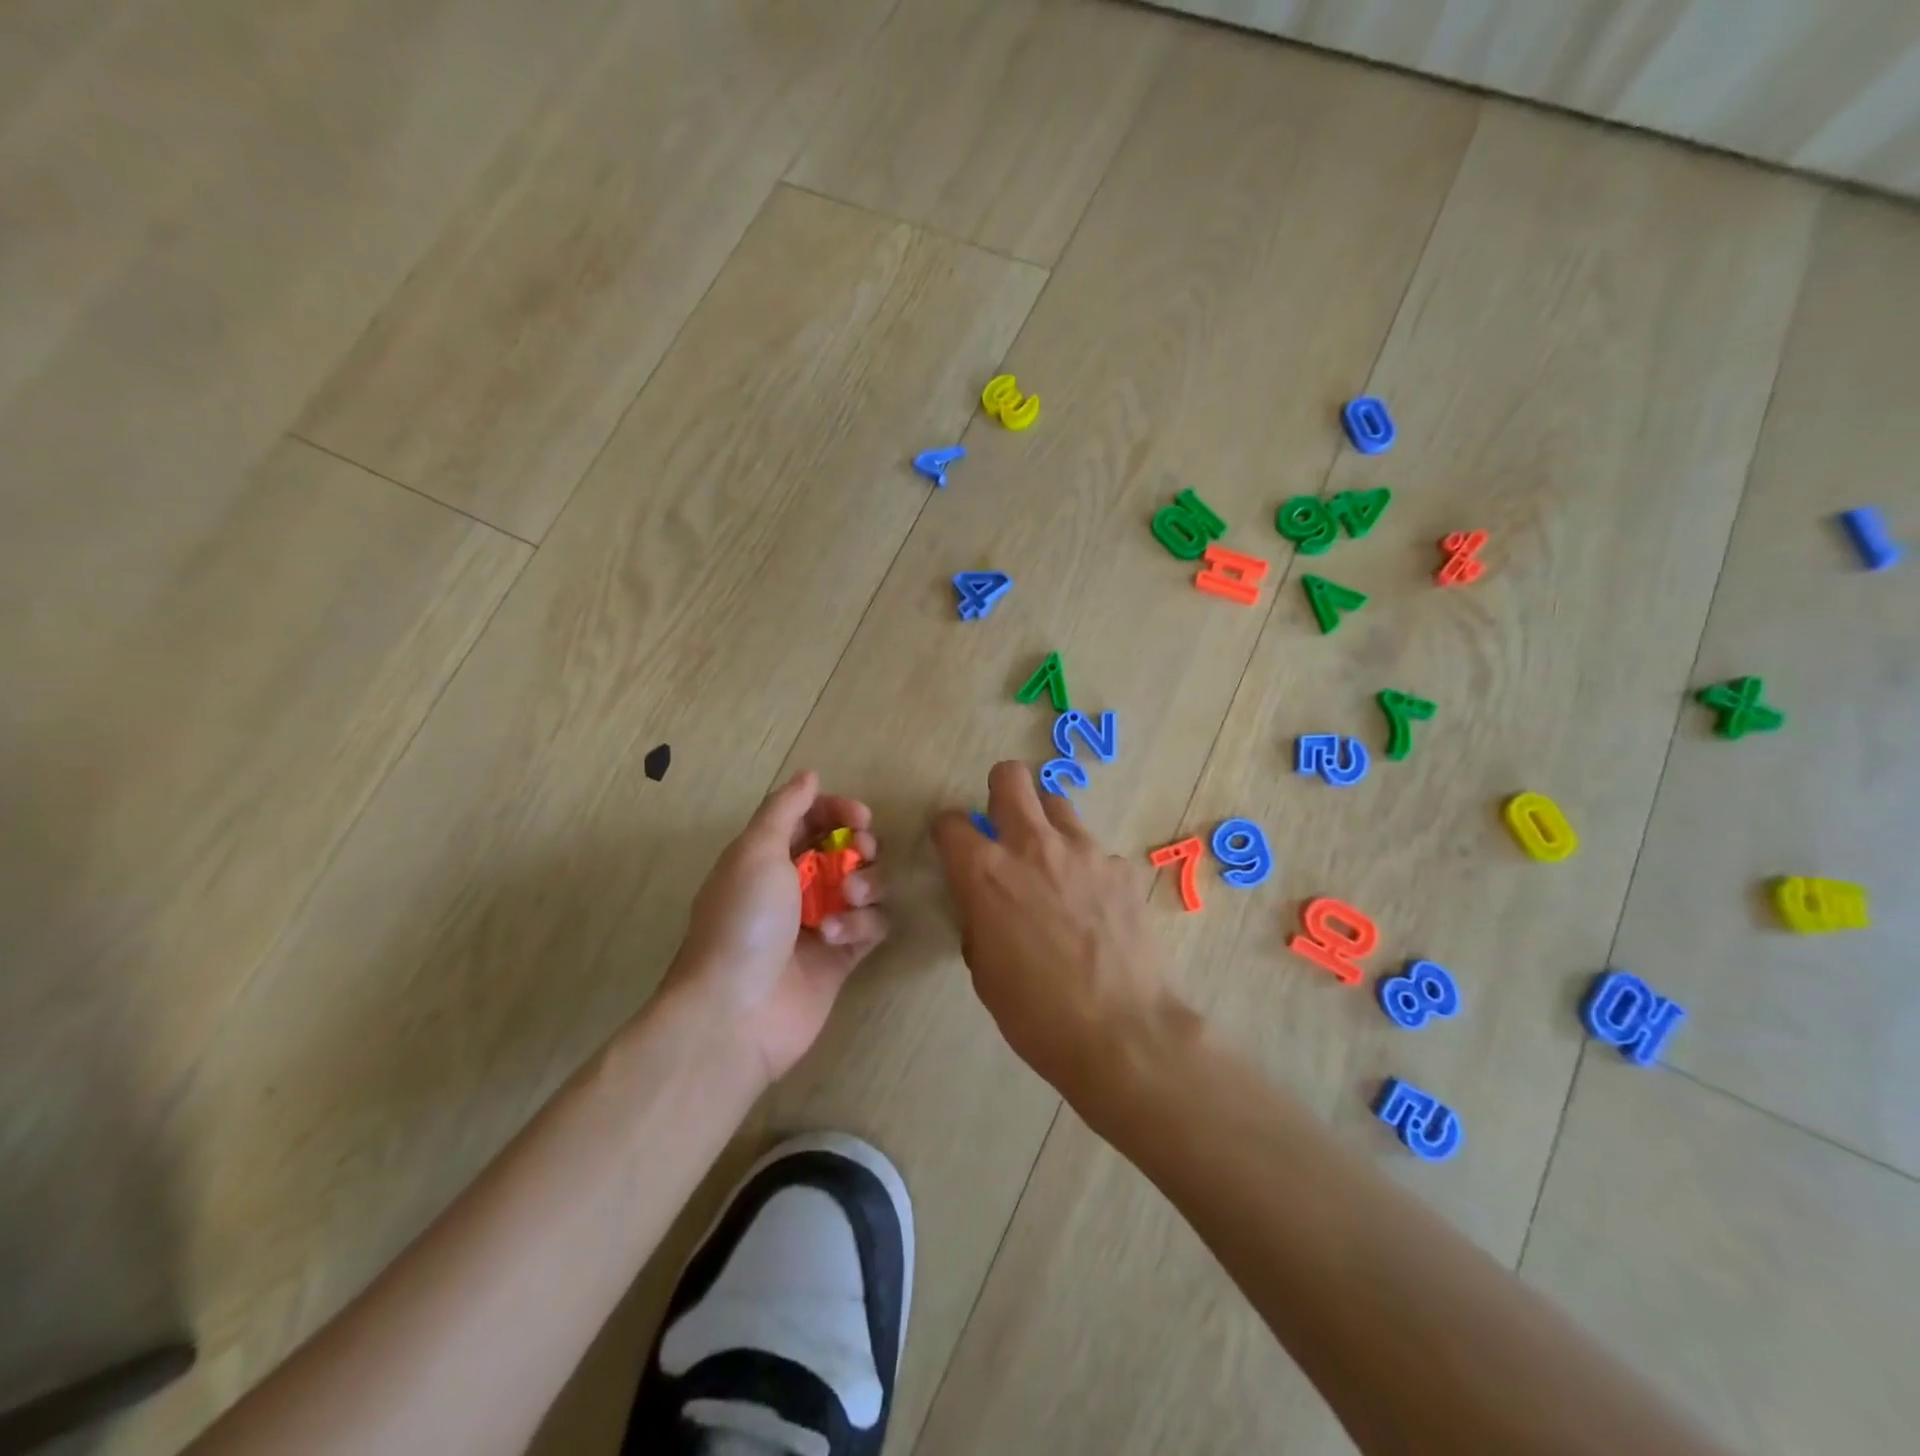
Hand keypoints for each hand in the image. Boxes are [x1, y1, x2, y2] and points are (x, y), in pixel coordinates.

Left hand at [668, 771, 886, 1084]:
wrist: (735, 1013)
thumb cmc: (743, 921)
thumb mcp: (755, 851)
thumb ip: (785, 808)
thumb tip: (810, 774)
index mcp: (768, 856)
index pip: (812, 817)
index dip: (838, 810)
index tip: (859, 817)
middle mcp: (796, 884)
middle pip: (847, 848)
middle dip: (862, 845)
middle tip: (862, 851)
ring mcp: (822, 920)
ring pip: (866, 884)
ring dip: (865, 884)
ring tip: (848, 898)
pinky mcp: (843, 956)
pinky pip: (873, 925)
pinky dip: (862, 924)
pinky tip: (838, 938)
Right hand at [931, 762, 1181, 1098]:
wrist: (1122, 1033)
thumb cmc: (1036, 1013)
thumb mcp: (984, 970)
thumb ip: (979, 918)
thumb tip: (987, 903)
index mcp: (985, 872)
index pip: (950, 822)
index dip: (948, 832)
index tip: (953, 846)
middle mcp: (1032, 845)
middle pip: (1010, 777)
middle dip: (999, 790)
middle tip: (1003, 823)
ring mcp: (1083, 851)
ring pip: (1057, 803)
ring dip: (1045, 823)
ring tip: (1052, 862)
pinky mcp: (1121, 867)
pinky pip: (1095, 850)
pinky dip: (1085, 866)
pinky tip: (1094, 904)